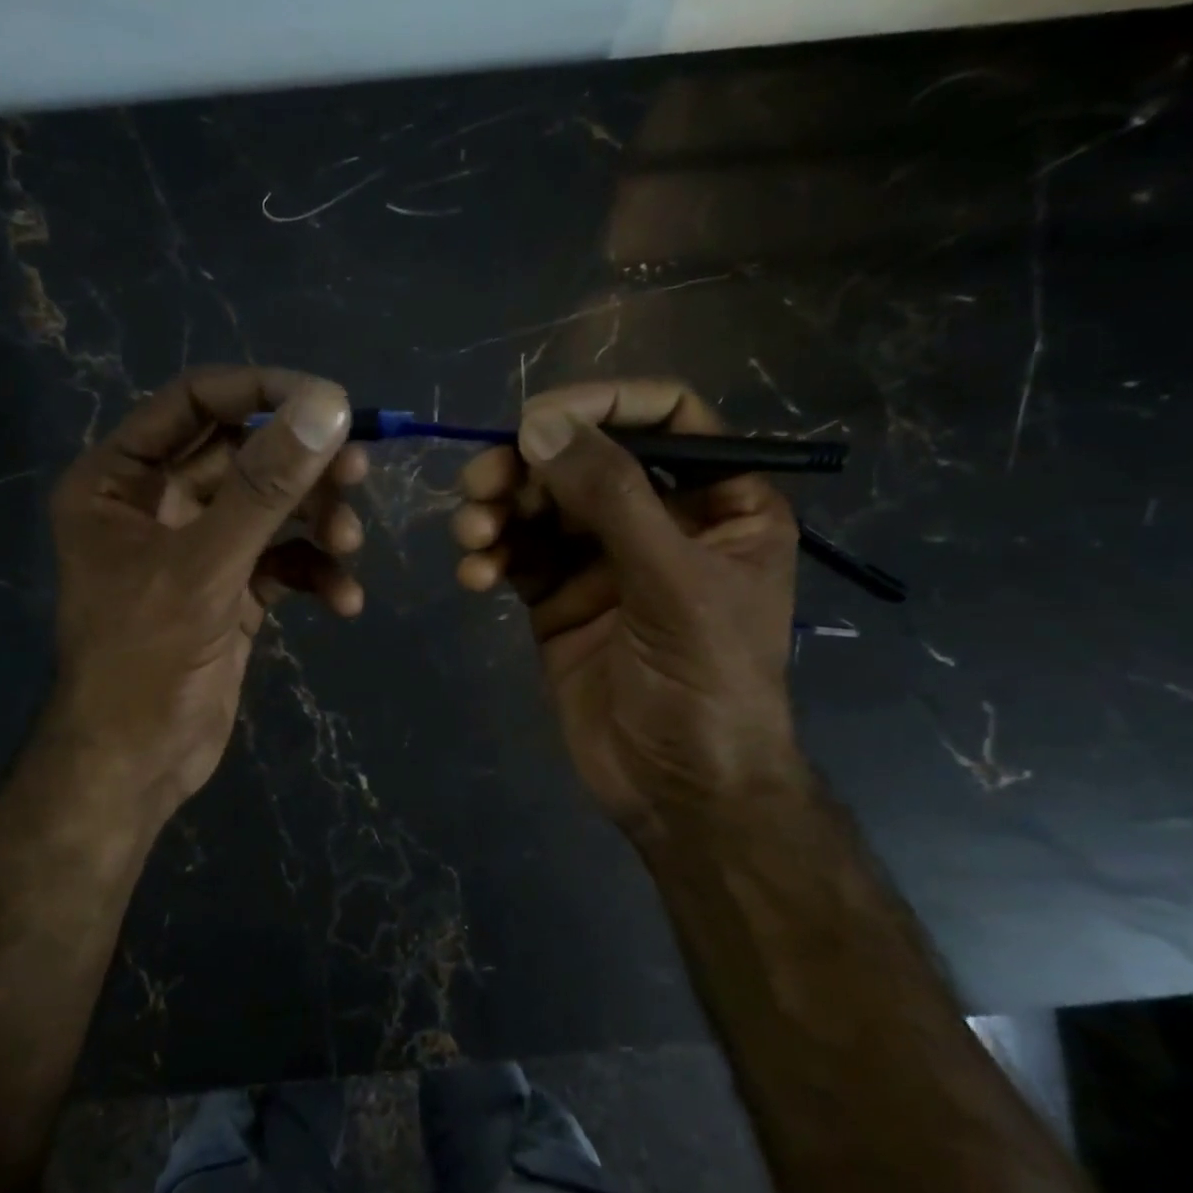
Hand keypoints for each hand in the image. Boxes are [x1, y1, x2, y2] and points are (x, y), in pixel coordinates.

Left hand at [44, 366, 367, 812]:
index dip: (262, 393)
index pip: (195, 403)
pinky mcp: (231, 592)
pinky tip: (343, 600)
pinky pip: (282, 562)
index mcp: (120, 481)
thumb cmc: (144, 661)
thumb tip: (328, 406)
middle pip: (244, 455)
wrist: (137, 765)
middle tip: (357, 471)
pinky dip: (316, 573)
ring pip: (271, 509)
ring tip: (350, 542)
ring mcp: (198, 550)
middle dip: (301, 466)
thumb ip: (265, 486)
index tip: (331, 402)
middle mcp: (157, 505)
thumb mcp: (204, 567)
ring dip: (316, 521)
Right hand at [450, 380, 801, 835]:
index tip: (537, 417)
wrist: (677, 788)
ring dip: (498, 511)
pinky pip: (516, 556)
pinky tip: (475, 577)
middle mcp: (660, 521)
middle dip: (529, 468)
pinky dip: (490, 558)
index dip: (604, 404)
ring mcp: (602, 561)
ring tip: (472, 535)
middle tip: (481, 485)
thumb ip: (610, 496)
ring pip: (540, 507)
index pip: (667, 418)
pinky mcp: (556, 599)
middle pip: (585, 460)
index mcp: (720, 503)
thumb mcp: (671, 580)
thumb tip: (538, 424)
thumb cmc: (705, 682)